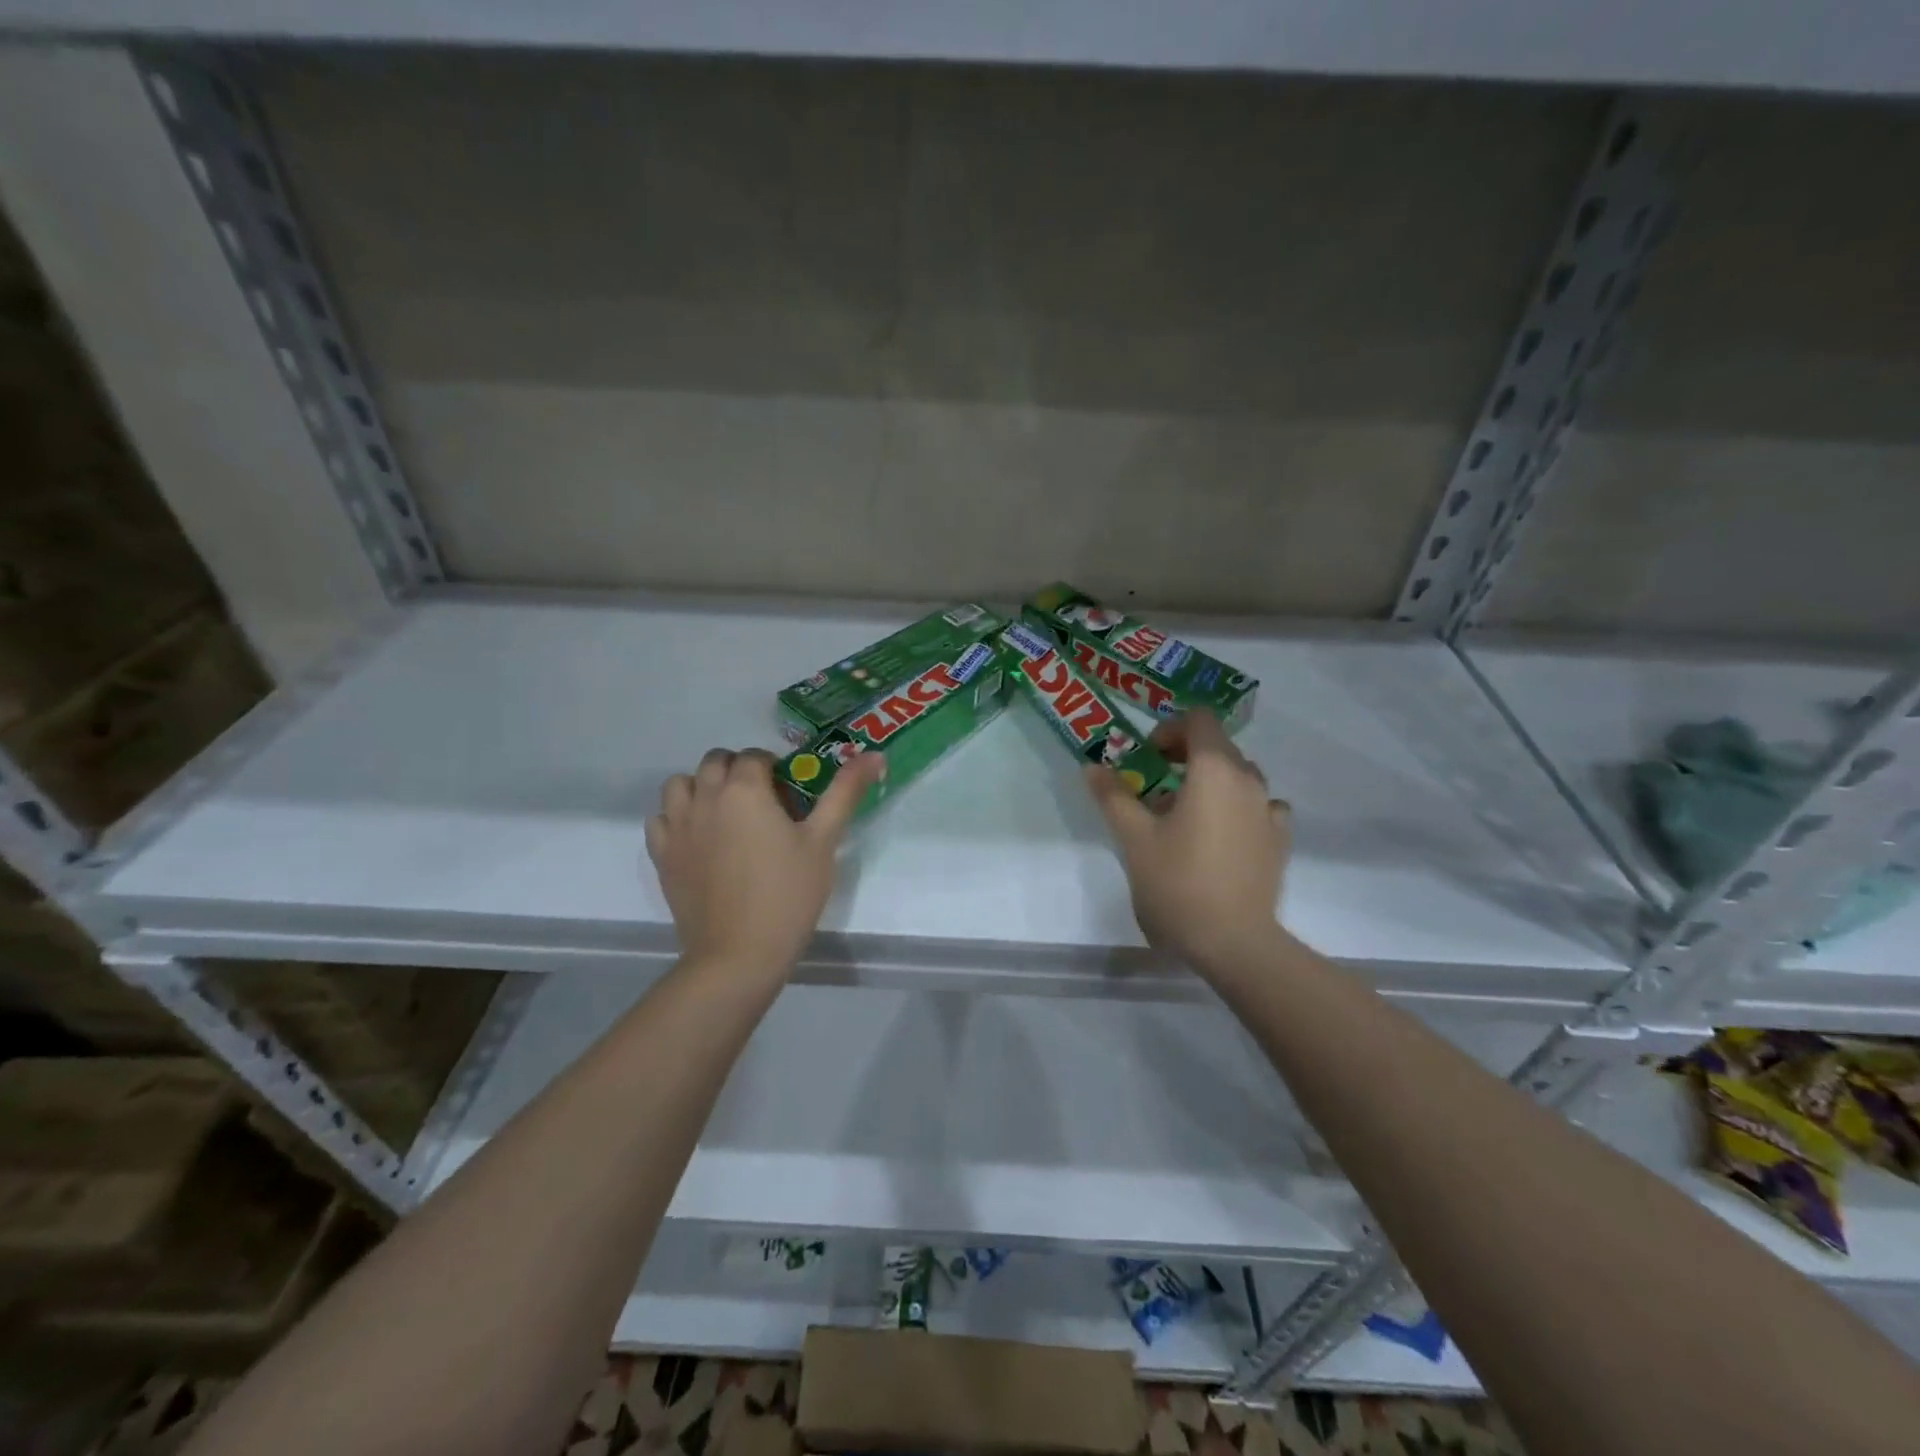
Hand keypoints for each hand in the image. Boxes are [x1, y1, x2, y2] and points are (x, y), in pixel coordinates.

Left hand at [646, 747, 884, 979]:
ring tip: (726, 814)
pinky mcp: (662, 856)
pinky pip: (661, 819)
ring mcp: (677, 827)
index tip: (790, 794)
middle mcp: (705, 797)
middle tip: (762, 801)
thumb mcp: (824, 840)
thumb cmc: (788, 894)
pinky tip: (699, 838)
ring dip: (702, 787)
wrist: (739, 954)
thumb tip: (875, 755)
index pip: (755, 756)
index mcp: (744, 789)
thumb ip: (845, 792)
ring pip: (681, 784)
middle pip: (715, 761)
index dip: (774, 768)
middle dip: (738, 769)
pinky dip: (677, 817)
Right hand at [1086, 712, 1291, 978]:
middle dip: (1184, 757)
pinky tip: (1220, 836)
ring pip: (1238, 776)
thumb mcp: (1134, 837)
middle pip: (1218, 746)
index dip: (1170, 729)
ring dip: (1209, 782)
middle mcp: (1249, 780)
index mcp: (1214, 770)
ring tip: (1184, 817)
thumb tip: (1091, 766)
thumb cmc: (1178, 882)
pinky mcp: (1279, 839)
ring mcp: (1269, 810)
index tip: (1148, 758)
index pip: (1199, 720)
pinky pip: (1257, 806)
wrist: (1234, 941)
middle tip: (1154, 788)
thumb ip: (1112, 795)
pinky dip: (1236, 808)